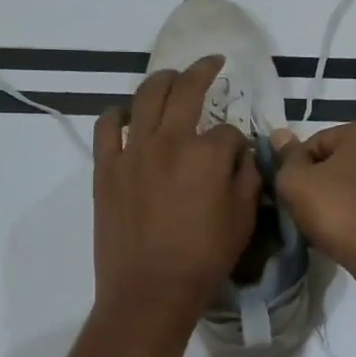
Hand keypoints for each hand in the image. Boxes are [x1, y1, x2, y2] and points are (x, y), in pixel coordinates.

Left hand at [93, 56, 259, 333]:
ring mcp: (133, 151)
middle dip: (203, 71)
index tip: (238, 156)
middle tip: (212, 64)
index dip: (238, 141)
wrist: (149, 292)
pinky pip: (107, 127)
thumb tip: (243, 155)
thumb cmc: (203, 259)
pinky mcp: (106, 168)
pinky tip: (126, 115)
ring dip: (162, 81)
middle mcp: (169, 140)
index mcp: (207, 153)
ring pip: (145, 97)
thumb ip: (248, 178)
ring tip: (170, 78)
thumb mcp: (243, 219)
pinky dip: (117, 114)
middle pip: (186, 90)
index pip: (229, 130)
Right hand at [272, 123, 355, 284]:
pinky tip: (351, 233)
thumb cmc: (339, 211)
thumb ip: (286, 157)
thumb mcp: (296, 183)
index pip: (315, 142)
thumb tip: (280, 135)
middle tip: (305, 210)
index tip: (290, 193)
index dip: (296, 167)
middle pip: (339, 162)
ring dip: (340, 199)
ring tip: (327, 226)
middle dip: (320, 183)